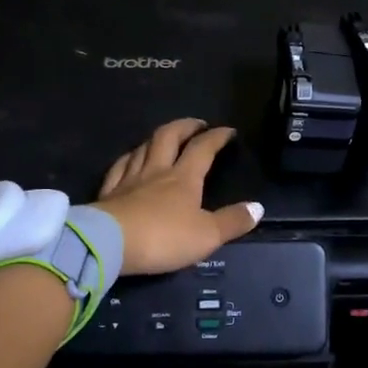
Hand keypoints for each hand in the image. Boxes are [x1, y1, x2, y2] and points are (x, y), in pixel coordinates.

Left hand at [96, 119, 263, 275]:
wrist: (109, 244)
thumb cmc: (163, 238)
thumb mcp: (207, 235)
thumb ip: (232, 221)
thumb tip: (258, 207)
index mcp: (184, 178)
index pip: (203, 149)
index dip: (217, 137)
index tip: (228, 131)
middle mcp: (157, 171)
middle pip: (169, 137)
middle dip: (185, 126)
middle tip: (196, 123)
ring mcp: (129, 180)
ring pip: (143, 148)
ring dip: (156, 138)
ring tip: (165, 137)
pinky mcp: (108, 193)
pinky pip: (119, 167)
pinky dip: (129, 158)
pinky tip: (130, 159)